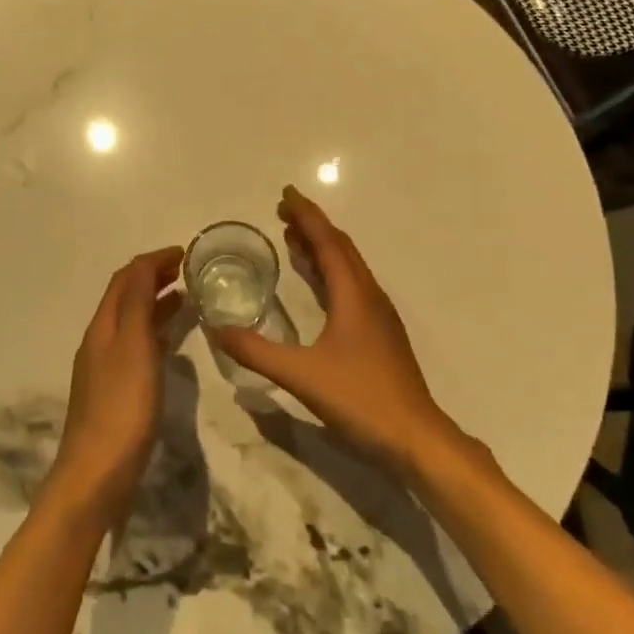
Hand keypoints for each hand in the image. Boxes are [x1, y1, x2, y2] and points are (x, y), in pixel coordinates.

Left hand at [47, 246, 184, 529]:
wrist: (97, 474)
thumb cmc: (122, 407)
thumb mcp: (134, 347)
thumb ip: (138, 304)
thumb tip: (144, 265)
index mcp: (103, 326)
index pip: (125, 278)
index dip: (152, 260)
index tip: (184, 253)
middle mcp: (100, 341)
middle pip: (125, 297)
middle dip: (153, 277)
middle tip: (188, 271)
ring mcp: (105, 368)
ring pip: (132, 322)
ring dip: (155, 303)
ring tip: (186, 298)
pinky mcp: (115, 392)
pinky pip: (137, 347)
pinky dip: (156, 333)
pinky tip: (172, 344)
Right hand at [216, 186, 459, 479]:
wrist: (416, 439)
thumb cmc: (361, 399)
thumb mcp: (301, 375)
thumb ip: (256, 351)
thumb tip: (217, 330)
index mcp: (354, 295)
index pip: (328, 242)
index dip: (306, 215)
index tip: (285, 194)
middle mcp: (369, 296)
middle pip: (341, 248)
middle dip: (312, 226)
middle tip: (283, 212)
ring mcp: (378, 316)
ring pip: (348, 267)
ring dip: (321, 248)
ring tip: (293, 239)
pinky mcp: (380, 335)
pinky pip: (351, 287)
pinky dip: (329, 273)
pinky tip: (317, 287)